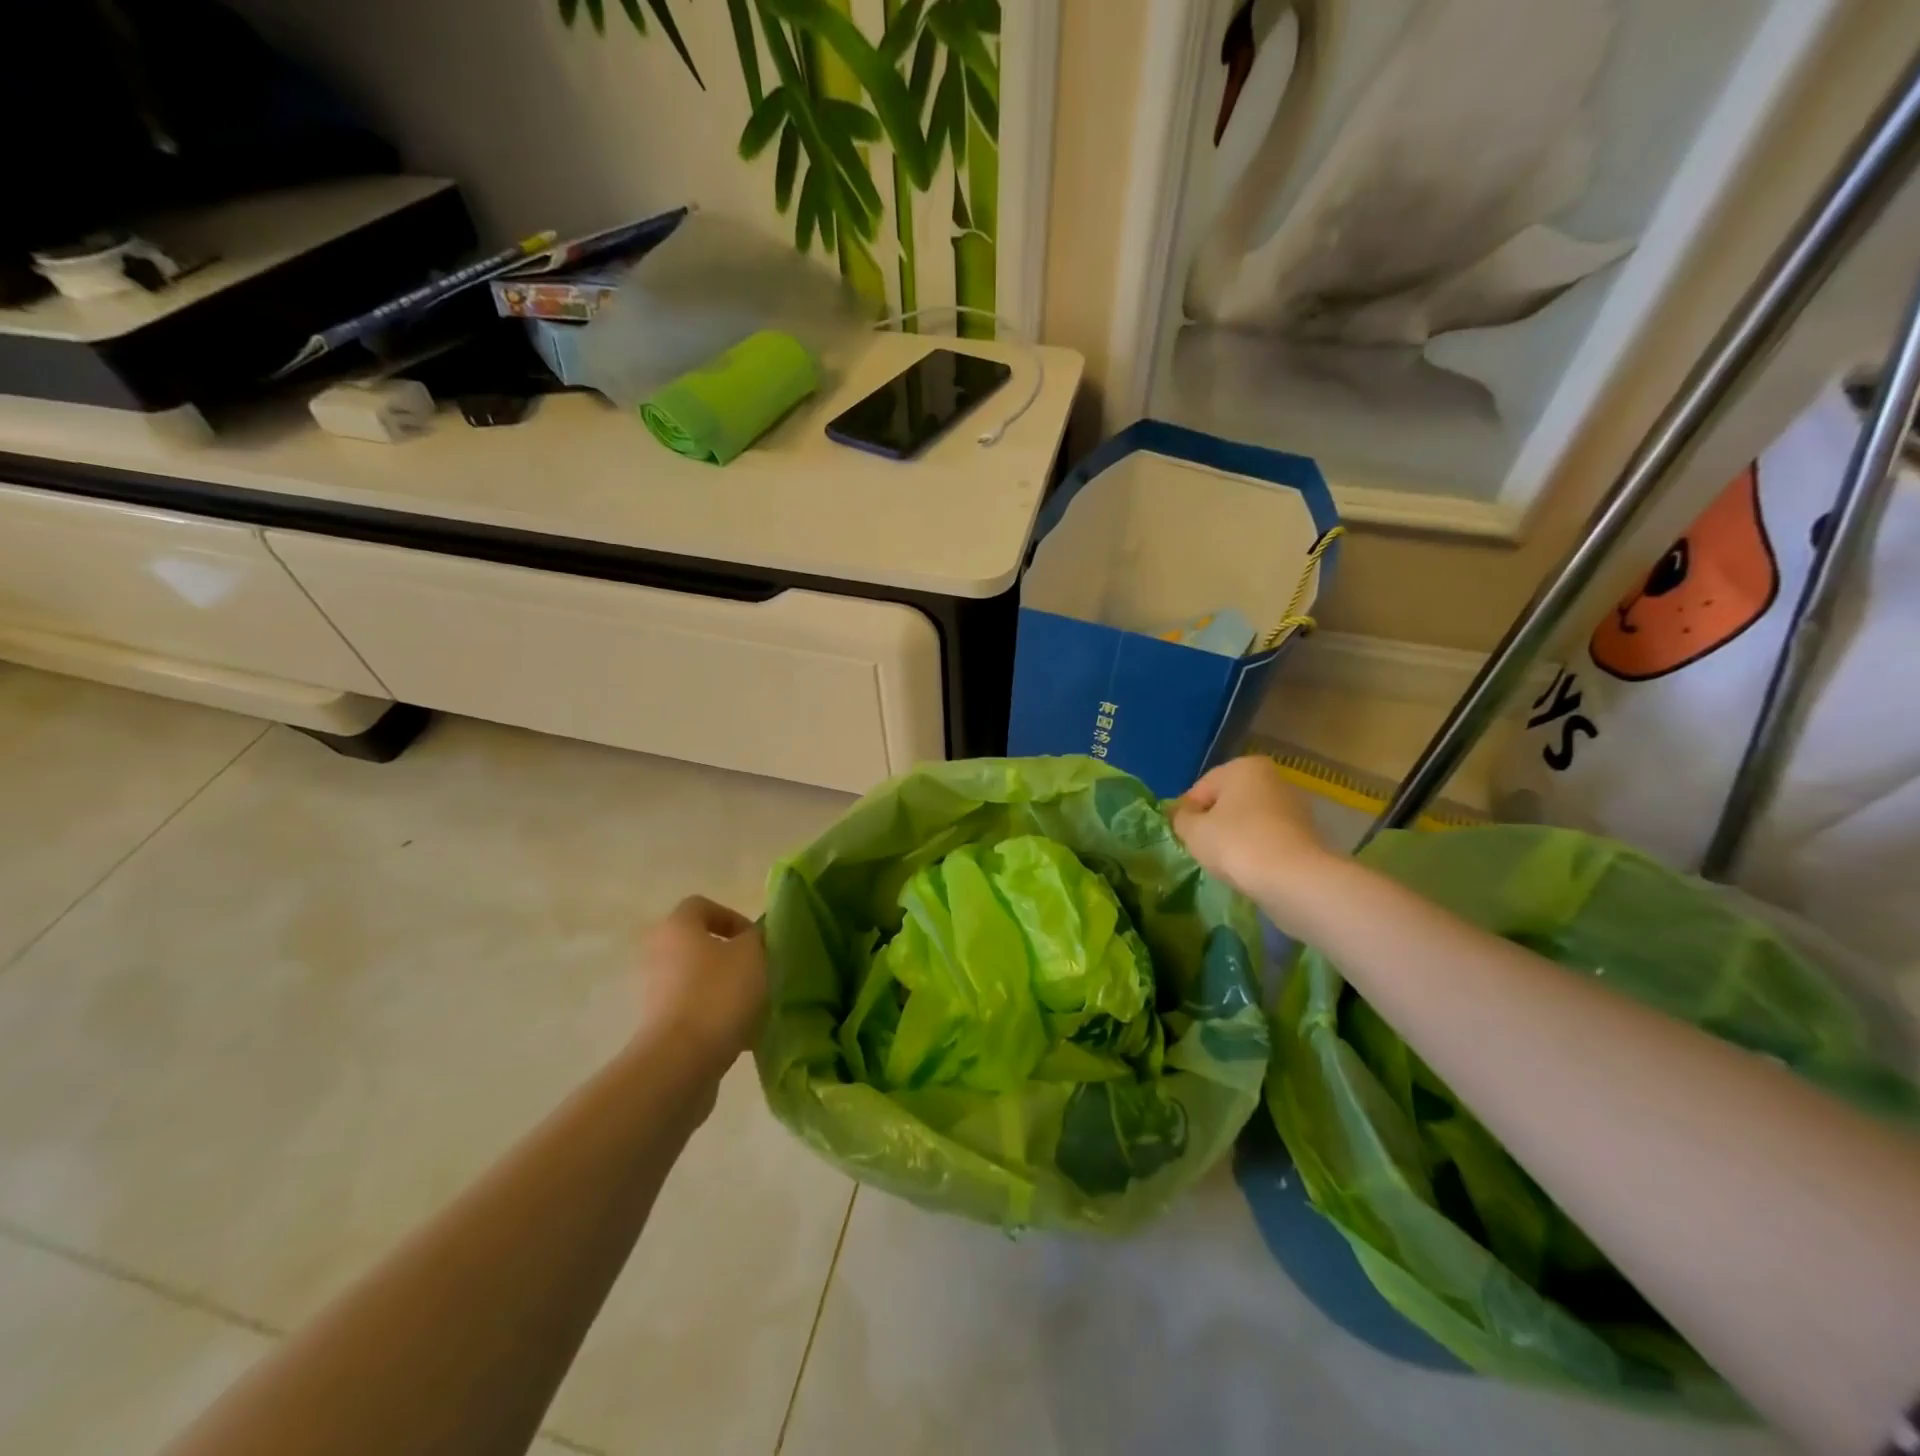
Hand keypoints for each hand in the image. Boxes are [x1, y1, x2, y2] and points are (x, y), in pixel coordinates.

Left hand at [638, 896, 767, 1070]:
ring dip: (726, 988)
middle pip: (700, 944)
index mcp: (677, 927)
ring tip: (755, 1005)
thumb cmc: (719, 994)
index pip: (702, 905)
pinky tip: (743, 1033)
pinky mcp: (660, 1026)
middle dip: (732, 956)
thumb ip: (757, 937)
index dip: (732, 916)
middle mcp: (658, 954)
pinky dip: (717, 1016)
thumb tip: (753, 937)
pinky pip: (695, 1010)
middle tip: (760, 970)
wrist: (680, 1062)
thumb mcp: (753, 954)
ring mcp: (655, 992)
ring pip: (699, 979)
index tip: (756, 940)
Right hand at [1171, 756, 1337, 923]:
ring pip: (1248, 821)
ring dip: (1235, 838)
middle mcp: (1272, 778)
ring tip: (1227, 863)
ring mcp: (1294, 806)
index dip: (1187, 814)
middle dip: (1213, 824)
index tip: (1183, 837)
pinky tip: (1250, 869)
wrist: (1295, 880)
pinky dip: (1256, 850)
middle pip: (1227, 802)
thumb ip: (1180, 817)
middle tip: (1202, 850)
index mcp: (1244, 767)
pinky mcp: (1307, 834)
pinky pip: (1268, 838)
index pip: (1201, 789)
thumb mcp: (1193, 830)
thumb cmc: (1237, 844)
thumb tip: (1181, 814)